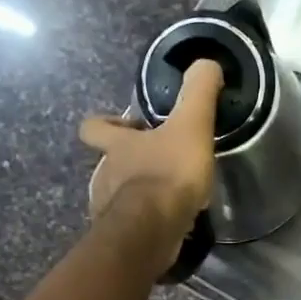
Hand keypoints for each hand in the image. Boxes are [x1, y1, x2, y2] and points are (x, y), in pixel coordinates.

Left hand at [80, 59, 222, 243]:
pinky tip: (167, 223)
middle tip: (159, 162)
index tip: (132, 128)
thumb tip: (207, 63)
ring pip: (117, 194)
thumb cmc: (168, 173)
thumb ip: (199, 92)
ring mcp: (108, 208)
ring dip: (138, 193)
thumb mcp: (191, 124)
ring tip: (167, 196)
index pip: (94, 127)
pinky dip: (145, 221)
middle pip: (107, 163)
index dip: (107, 124)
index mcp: (117, 146)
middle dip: (129, 162)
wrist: (152, 230)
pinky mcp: (120, 237)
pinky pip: (130, 224)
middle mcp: (104, 175)